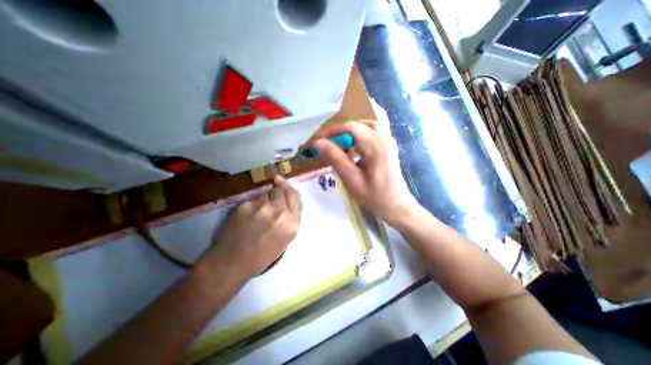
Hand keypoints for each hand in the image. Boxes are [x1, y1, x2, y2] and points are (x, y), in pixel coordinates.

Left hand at [202, 176, 302, 281]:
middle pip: (280, 190)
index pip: (295, 196)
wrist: (232, 263)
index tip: (281, 182)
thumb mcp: (285, 239)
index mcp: (292, 223)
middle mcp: (279, 211)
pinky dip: (250, 204)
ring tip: (256, 213)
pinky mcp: (245, 205)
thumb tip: (286, 202)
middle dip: (276, 192)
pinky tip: (245, 217)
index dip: (288, 188)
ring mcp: (261, 206)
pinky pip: (251, 199)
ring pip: (264, 193)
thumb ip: (289, 219)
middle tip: (269, 200)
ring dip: (263, 199)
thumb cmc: (261, 255)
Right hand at [314, 120, 416, 227]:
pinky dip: (359, 139)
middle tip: (329, 149)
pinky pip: (371, 134)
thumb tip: (318, 142)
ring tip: (342, 151)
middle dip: (340, 135)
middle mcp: (383, 137)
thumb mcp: (351, 179)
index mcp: (375, 145)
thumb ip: (335, 158)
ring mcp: (388, 140)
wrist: (397, 205)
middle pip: (357, 126)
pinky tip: (354, 153)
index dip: (332, 131)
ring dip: (350, 136)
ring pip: (364, 128)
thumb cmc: (374, 196)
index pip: (350, 127)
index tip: (320, 142)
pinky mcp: (388, 145)